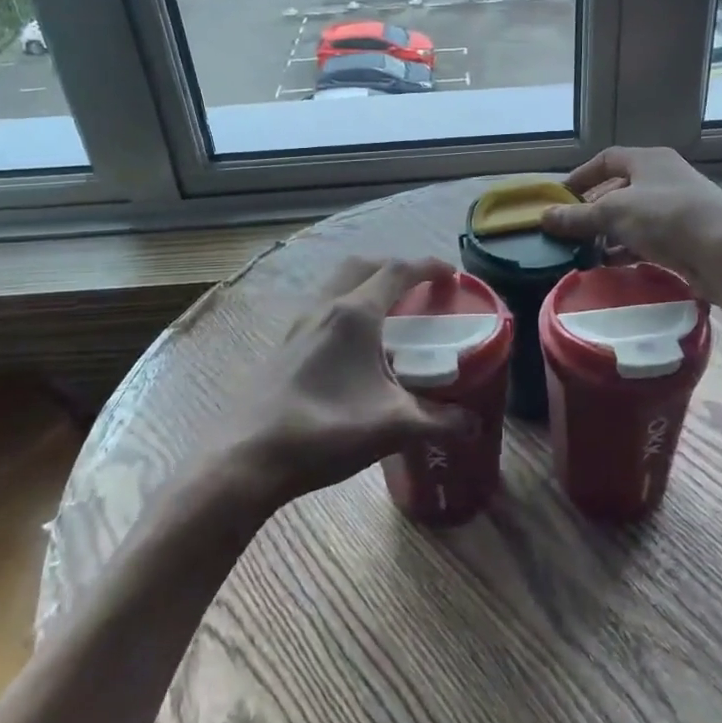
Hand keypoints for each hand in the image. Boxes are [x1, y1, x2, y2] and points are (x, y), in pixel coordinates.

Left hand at [221, 257, 470, 511]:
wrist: (248, 457)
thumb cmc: (325, 431)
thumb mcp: (391, 427)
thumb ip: (438, 422)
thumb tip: (472, 424)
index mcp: (354, 314)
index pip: (398, 271)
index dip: (428, 267)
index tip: (452, 276)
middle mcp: (325, 308)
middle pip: (363, 265)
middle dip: (395, 268)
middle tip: (419, 289)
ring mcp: (299, 325)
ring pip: (337, 284)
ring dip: (365, 284)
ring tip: (389, 314)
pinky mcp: (284, 346)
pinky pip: (322, 308)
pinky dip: (346, 307)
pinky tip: (354, 348)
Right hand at [540, 147, 721, 301]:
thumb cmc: (666, 217)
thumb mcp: (614, 213)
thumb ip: (578, 217)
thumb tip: (544, 217)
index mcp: (648, 161)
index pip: (607, 160)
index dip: (581, 177)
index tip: (560, 198)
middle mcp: (663, 179)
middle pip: (619, 190)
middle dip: (593, 211)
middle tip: (569, 230)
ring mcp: (676, 209)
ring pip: (633, 219)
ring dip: (608, 235)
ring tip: (584, 252)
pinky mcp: (685, 238)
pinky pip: (647, 241)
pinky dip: (627, 251)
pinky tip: (610, 266)